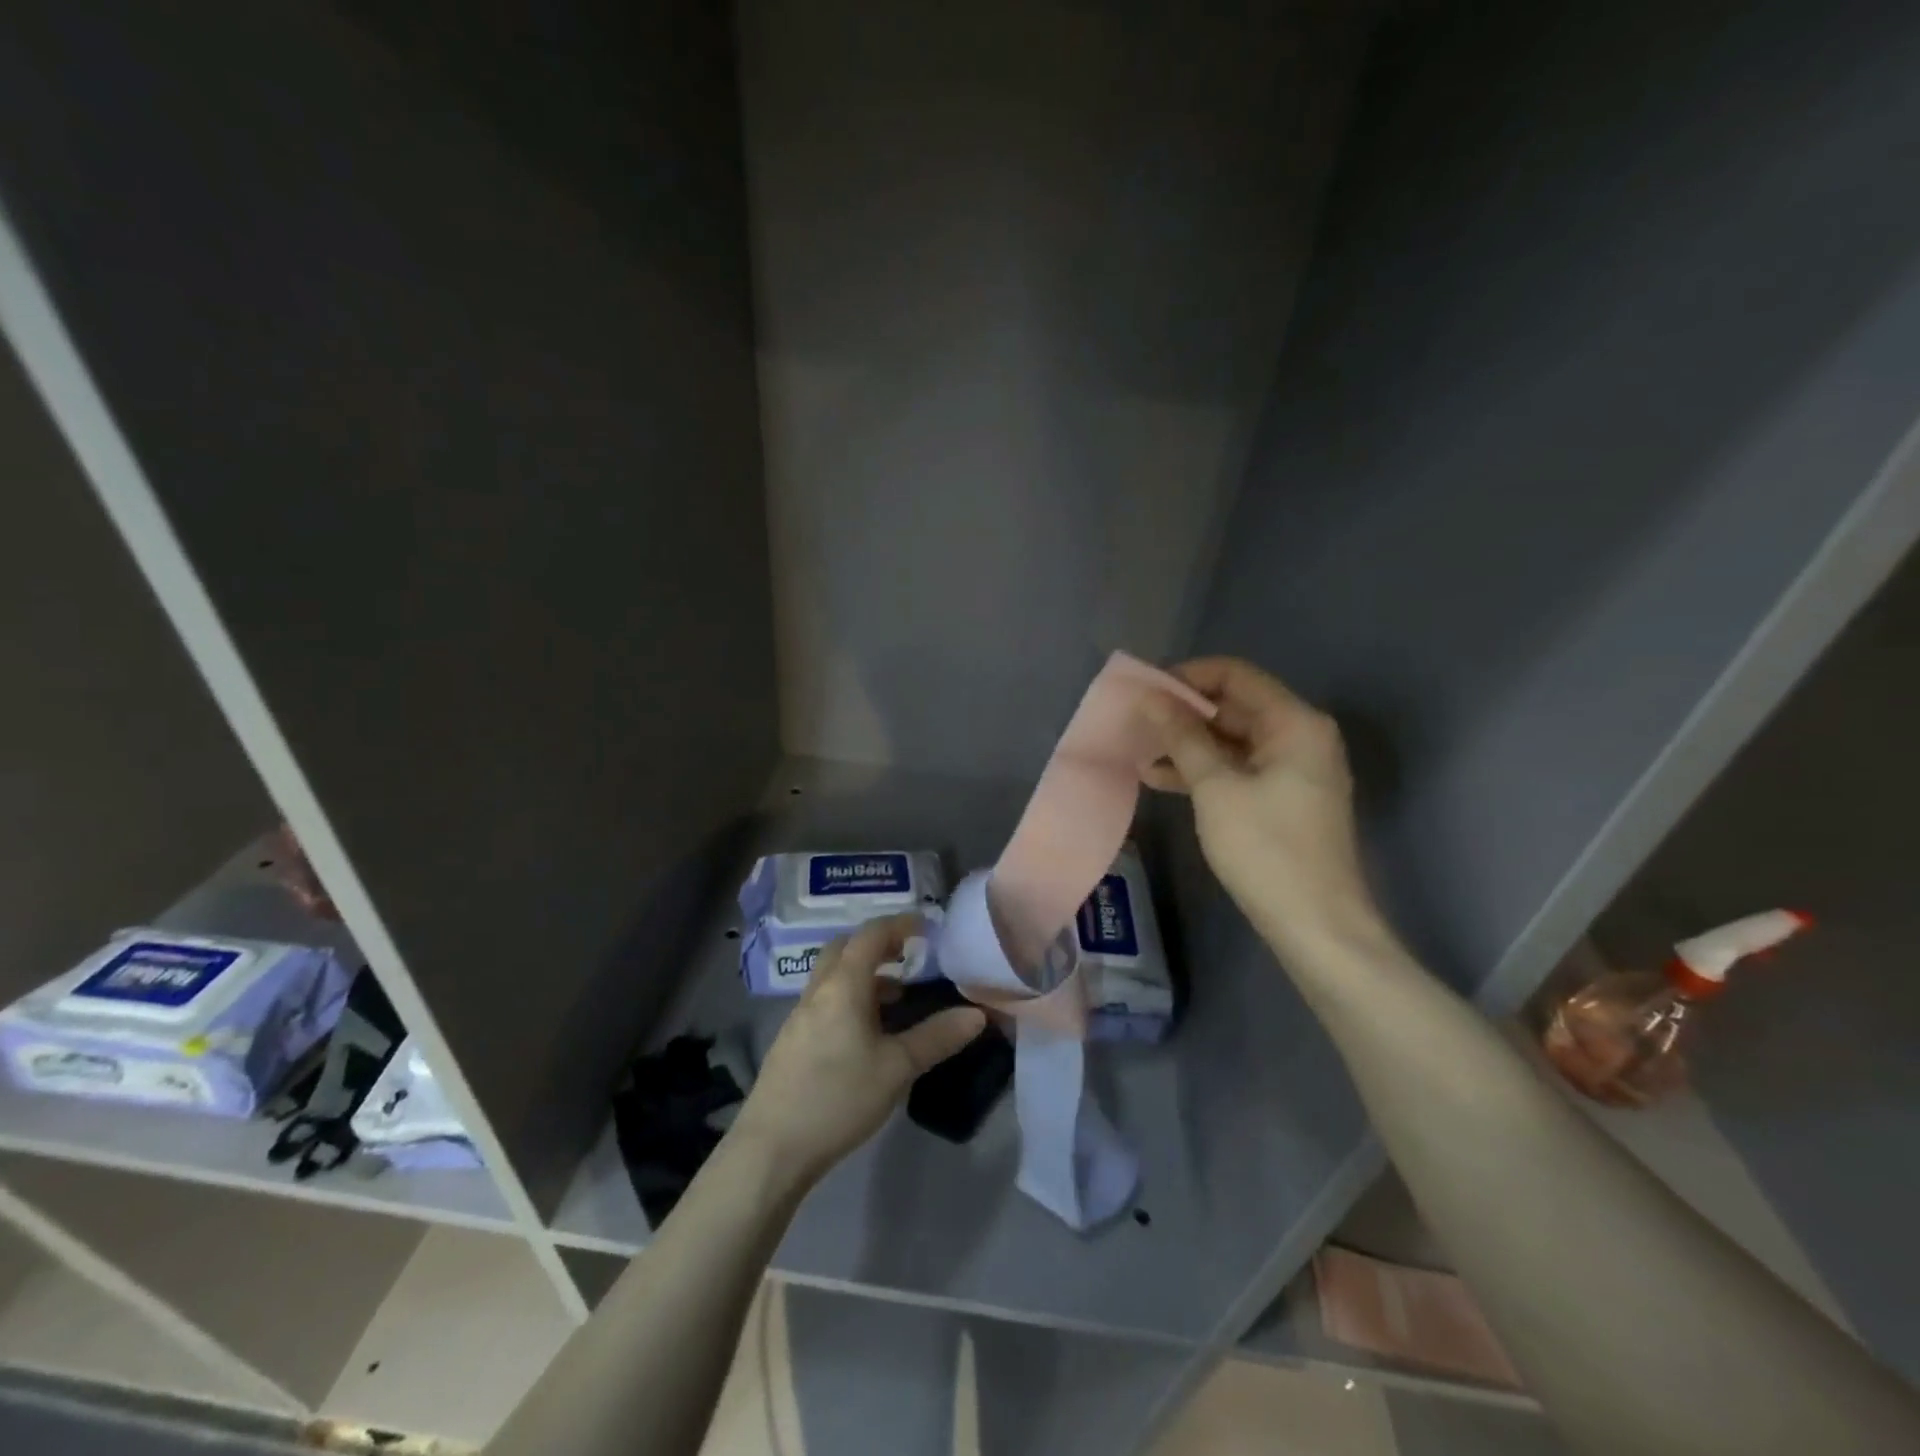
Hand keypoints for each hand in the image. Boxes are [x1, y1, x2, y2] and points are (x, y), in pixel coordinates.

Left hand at [731, 915, 986, 1186]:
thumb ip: (937, 1037)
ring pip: (834, 975)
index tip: (927, 927)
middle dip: (878, 944)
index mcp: (843, 985)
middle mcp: (819, 990)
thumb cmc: (839, 1098)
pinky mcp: (792, 1040)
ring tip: (897, 996)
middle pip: (846, 948)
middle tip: (909, 956)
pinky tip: (867, 1032)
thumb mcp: (898, 1068)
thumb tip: (977, 1014)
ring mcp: (800, 1015)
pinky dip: (850, 997)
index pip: (871, 935)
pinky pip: (826, 999)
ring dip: (864, 974)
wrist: (771, 1148)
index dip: (900, 924)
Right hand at [1141, 657, 1384, 959]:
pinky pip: (1238, 769)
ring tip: (1139, 751)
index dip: (1188, 677)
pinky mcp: (1283, 798)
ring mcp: (1294, 769)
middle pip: (1234, 706)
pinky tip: (1160, 779)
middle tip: (1135, 722)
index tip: (1145, 690)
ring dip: (1187, 744)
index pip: (1236, 676)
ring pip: (1232, 740)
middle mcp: (1300, 736)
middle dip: (1183, 713)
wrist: (1316, 925)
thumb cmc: (1266, 849)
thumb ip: (1183, 737)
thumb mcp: (1216, 788)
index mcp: (1295, 723)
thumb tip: (1150, 697)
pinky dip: (1203, 770)